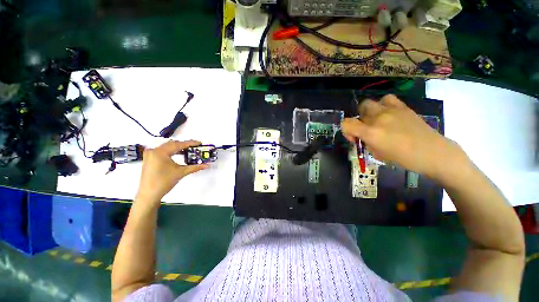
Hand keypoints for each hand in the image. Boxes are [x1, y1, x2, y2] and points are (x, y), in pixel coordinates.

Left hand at [136, 140, 208, 202]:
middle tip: (195, 147)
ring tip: (189, 150)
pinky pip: (162, 151)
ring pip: (167, 147)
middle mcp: (153, 150)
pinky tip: (178, 154)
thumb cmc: (164, 182)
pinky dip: (172, 151)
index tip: (199, 143)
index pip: (178, 145)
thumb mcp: (181, 172)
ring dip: (178, 148)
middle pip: (172, 144)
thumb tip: (207, 165)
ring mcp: (150, 154)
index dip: (190, 143)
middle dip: (184, 145)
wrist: (149, 194)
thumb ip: (195, 167)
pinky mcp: (149, 159)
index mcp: (160, 152)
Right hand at [341, 94, 464, 179]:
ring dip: (368, 112)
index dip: (346, 131)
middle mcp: (378, 119)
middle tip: (366, 130)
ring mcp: (391, 111)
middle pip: (358, 112)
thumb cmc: (404, 158)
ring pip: (370, 103)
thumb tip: (364, 137)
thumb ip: (367, 142)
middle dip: (358, 121)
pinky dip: (383, 105)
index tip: (355, 139)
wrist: (433, 153)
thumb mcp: (378, 154)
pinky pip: (387, 99)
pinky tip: (388, 113)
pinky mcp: (402, 107)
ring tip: (376, 120)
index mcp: (371, 133)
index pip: (346, 124)